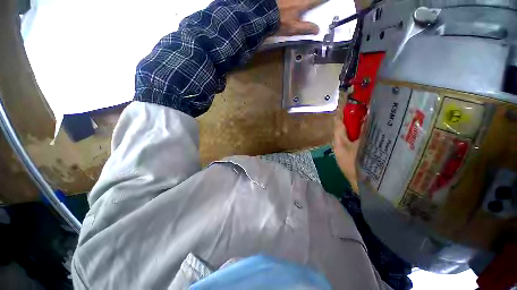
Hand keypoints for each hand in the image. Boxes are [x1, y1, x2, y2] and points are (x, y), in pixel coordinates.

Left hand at [276, 0, 323, 35]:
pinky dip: (294, 1)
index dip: (322, 0)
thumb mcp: (294, 28)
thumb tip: (317, 30)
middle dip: (314, 0)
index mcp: (302, 4)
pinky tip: (293, 3)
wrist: (264, 14)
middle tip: (317, 1)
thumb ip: (306, 28)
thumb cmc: (280, 22)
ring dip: (306, 0)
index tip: (327, 0)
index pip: (316, 0)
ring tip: (306, 3)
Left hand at [333, 98, 361, 192]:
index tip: (348, 100)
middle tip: (361, 106)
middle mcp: (338, 145)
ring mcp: (343, 151)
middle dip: (350, 117)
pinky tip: (367, 131)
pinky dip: (358, 135)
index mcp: (338, 142)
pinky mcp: (349, 156)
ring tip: (366, 115)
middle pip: (342, 128)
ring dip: (355, 126)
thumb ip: (366, 132)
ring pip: (348, 134)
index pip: (338, 123)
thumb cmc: (361, 165)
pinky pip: (352, 141)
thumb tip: (367, 117)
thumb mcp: (365, 147)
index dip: (342, 111)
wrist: (363, 187)